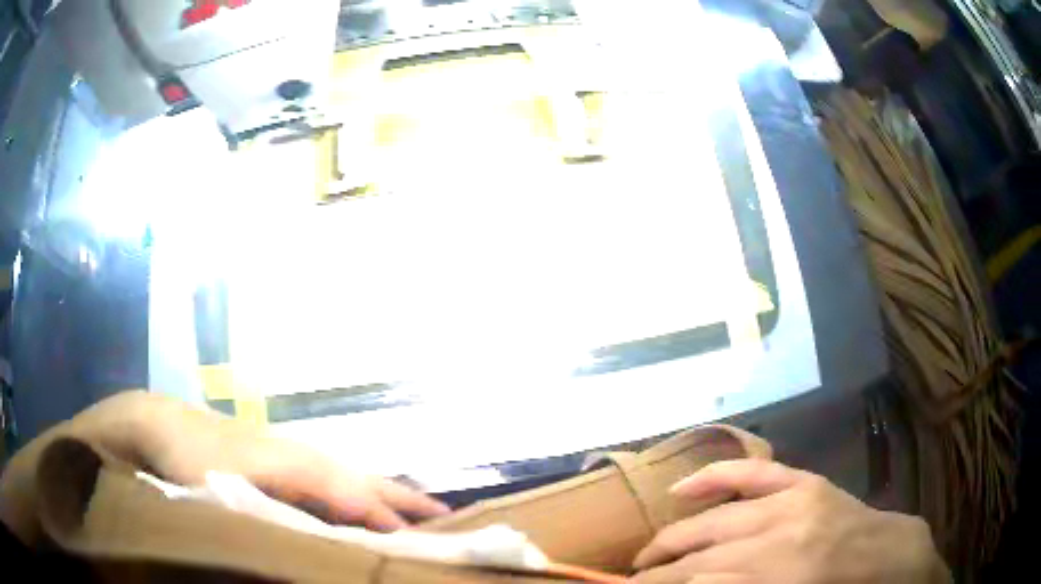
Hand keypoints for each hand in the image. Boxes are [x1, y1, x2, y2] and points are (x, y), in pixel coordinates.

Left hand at [0, 391, 448, 544]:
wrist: (165, 426)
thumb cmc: (199, 459)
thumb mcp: (239, 485)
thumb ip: (288, 500)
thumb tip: (346, 517)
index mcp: (302, 464)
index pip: (361, 496)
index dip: (393, 521)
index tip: (429, 546)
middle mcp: (307, 458)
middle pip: (366, 479)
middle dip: (406, 500)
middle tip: (448, 520)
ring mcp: (294, 458)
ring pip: (352, 478)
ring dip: (387, 497)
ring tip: (417, 515)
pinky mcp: (282, 464)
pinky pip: (334, 482)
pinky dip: (358, 495)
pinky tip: (359, 509)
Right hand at [632, 459, 949, 583]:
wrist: (891, 558)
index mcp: (782, 577)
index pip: (700, 583)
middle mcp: (782, 534)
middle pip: (703, 555)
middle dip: (660, 571)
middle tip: (632, 582)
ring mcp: (795, 500)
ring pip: (717, 519)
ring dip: (674, 538)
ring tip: (646, 555)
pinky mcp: (805, 482)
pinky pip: (753, 473)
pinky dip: (714, 478)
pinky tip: (679, 490)